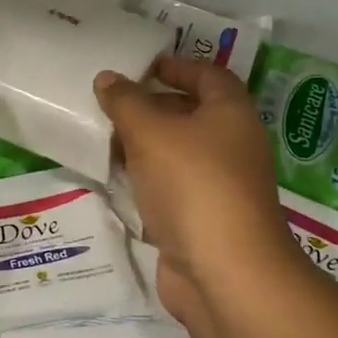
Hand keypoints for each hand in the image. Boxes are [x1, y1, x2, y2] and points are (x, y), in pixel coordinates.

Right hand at [95, 57, 307, 321]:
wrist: (224, 272)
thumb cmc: (193, 184)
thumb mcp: (151, 132)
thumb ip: (126, 102)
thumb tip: (107, 78)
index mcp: (231, 113)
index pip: (207, 74)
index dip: (175, 66)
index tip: (140, 67)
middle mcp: (233, 144)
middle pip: (191, 114)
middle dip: (151, 107)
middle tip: (110, 104)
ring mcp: (221, 185)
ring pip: (179, 154)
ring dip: (145, 147)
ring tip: (104, 139)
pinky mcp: (205, 219)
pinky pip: (172, 188)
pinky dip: (148, 181)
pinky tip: (117, 181)